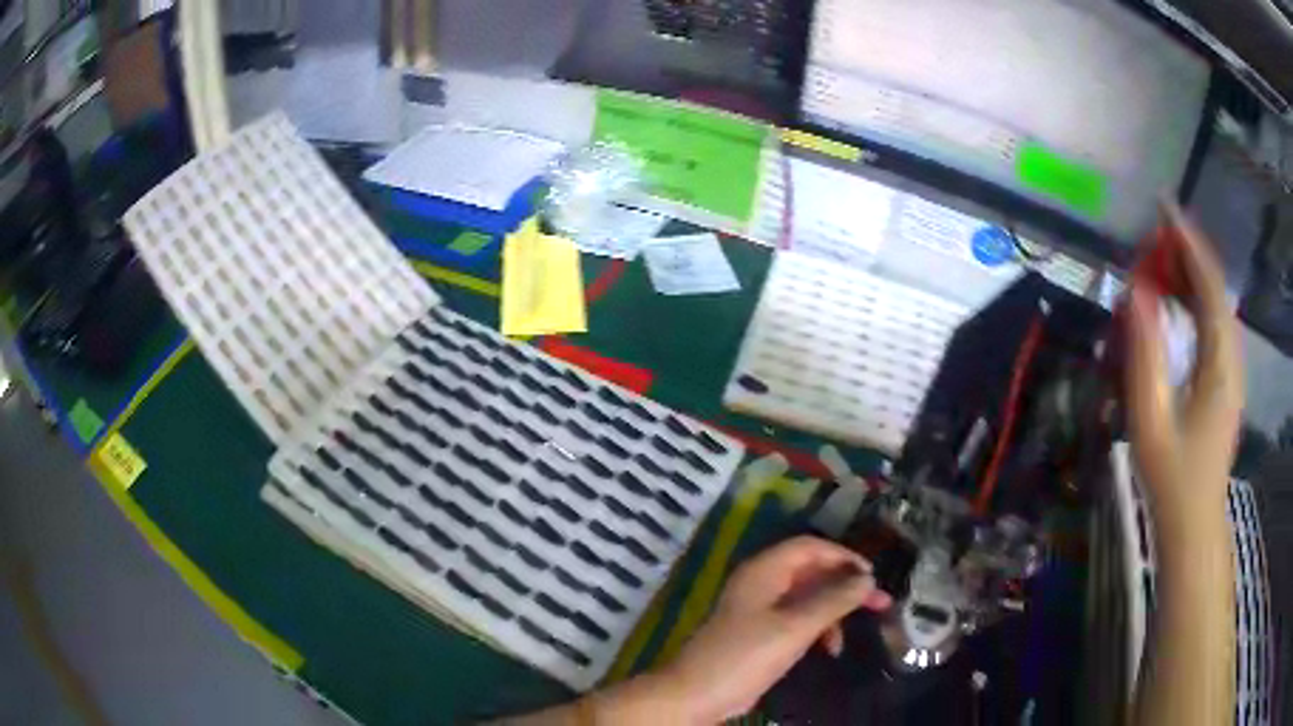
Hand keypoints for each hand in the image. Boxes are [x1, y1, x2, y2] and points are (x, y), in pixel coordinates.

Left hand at [656, 536, 890, 722]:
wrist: (698, 694)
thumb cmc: (746, 655)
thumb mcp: (795, 627)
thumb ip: (833, 600)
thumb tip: (867, 578)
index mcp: (764, 570)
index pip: (811, 547)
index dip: (844, 557)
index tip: (872, 576)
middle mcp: (762, 583)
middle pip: (812, 572)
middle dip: (845, 586)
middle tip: (880, 603)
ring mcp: (759, 609)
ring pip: (807, 598)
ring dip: (833, 612)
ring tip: (853, 633)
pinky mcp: (760, 633)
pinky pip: (797, 620)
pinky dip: (817, 629)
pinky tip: (830, 647)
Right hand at [1125, 202, 1243, 531]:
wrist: (1193, 521)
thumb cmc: (1171, 479)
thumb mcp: (1150, 421)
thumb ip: (1145, 356)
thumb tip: (1136, 293)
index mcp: (1219, 364)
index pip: (1209, 284)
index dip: (1189, 241)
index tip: (1164, 206)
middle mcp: (1231, 357)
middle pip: (1215, 287)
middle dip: (1187, 252)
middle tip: (1153, 234)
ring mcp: (1231, 368)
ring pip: (1216, 303)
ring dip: (1191, 273)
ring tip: (1161, 257)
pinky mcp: (1225, 378)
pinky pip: (1214, 322)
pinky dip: (1197, 298)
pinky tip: (1178, 297)